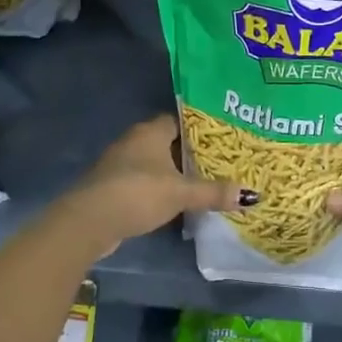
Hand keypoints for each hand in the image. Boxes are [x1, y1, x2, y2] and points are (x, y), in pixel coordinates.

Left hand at [51, 116, 249, 258]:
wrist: (89, 221)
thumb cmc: (138, 193)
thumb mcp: (181, 193)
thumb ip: (213, 192)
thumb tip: (252, 195)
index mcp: (151, 131)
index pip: (180, 120)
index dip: (200, 128)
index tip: (222, 138)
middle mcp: (134, 141)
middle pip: (168, 142)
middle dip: (189, 153)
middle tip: (219, 161)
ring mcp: (120, 164)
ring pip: (154, 163)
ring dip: (173, 172)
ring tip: (202, 181)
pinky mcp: (113, 186)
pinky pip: (143, 181)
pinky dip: (159, 188)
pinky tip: (175, 201)